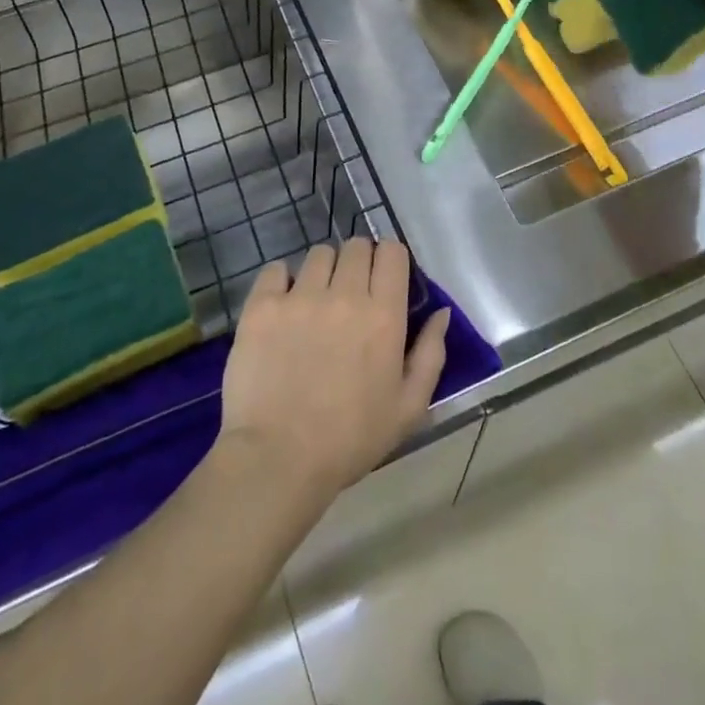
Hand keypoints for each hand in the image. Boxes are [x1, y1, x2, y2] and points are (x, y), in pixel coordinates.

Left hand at [219, 238, 449, 501]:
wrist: (279, 459)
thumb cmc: (351, 439)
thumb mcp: (409, 407)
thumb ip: (431, 354)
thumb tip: (441, 312)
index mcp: (383, 314)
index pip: (392, 252)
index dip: (389, 261)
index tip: (383, 281)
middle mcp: (344, 294)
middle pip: (356, 246)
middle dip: (358, 262)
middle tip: (349, 294)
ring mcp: (300, 296)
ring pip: (318, 254)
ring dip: (323, 271)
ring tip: (315, 301)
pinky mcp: (263, 305)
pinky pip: (275, 269)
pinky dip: (282, 280)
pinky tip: (283, 306)